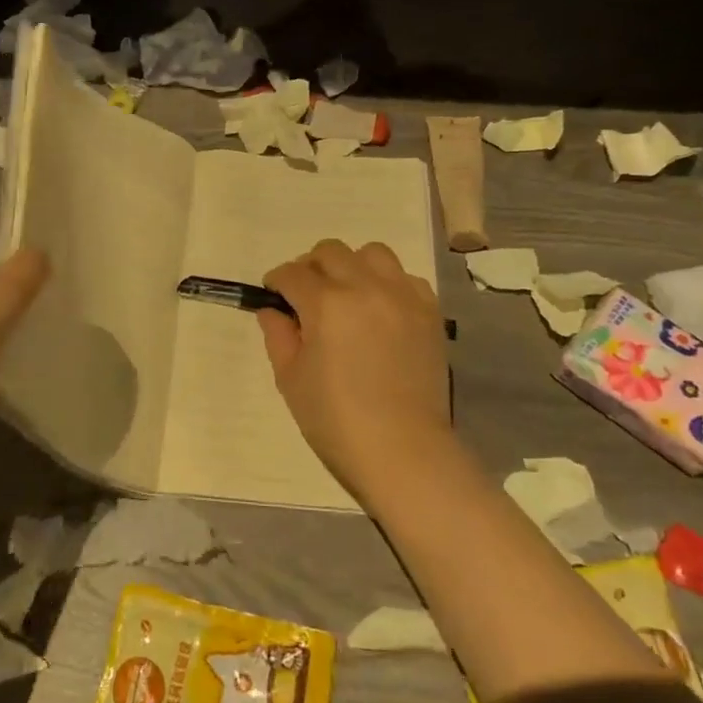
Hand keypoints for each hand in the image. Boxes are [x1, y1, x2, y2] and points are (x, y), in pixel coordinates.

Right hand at [257, 240, 452, 507]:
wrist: (403, 450)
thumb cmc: (336, 421)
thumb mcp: (291, 380)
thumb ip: (278, 336)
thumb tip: (273, 311)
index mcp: (326, 304)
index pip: (292, 274)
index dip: (277, 282)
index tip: (274, 296)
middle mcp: (365, 288)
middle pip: (330, 252)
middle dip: (310, 268)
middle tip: (306, 296)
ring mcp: (402, 296)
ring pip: (372, 253)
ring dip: (352, 266)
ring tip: (347, 295)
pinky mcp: (428, 312)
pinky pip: (405, 277)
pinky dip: (387, 284)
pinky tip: (380, 311)